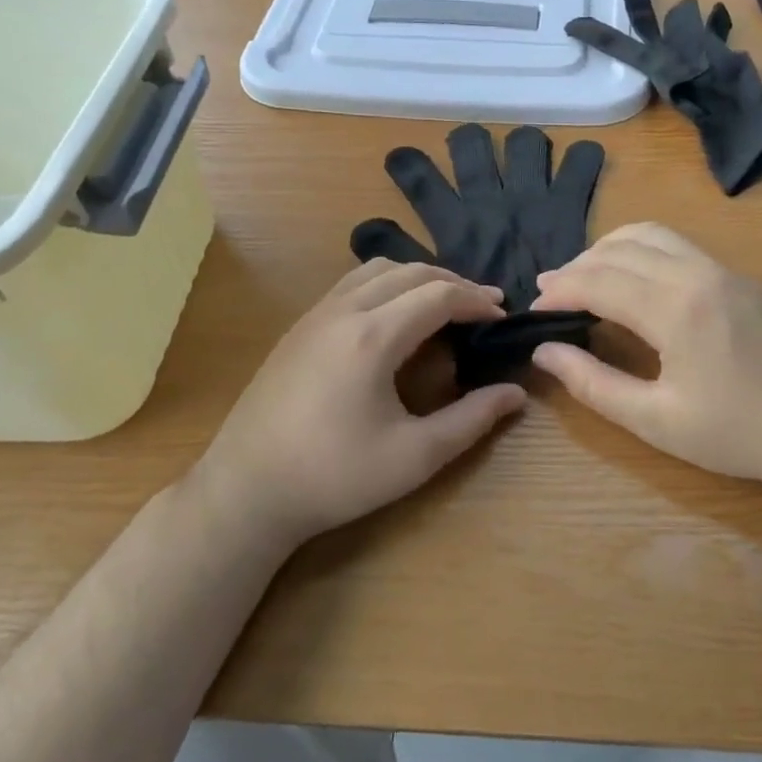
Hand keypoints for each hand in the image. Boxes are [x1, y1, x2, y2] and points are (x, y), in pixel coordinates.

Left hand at [201, 261, 527, 547]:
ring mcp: (315, 315)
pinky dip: (386, 285)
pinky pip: (351, 285)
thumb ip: (471, 420)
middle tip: (484, 307)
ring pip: (376, 271)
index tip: (503, 317)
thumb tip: (515, 394)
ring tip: (443, 304)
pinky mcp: (298, 328)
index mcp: (373, 337)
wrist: (246, 490)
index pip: (438, 295)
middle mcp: (343, 311)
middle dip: (454, 283)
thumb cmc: (335, 477)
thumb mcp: (414, 456)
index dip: (477, 301)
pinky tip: (394, 317)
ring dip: (418, 278)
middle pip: (410, 272)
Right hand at [529, 223, 761, 496]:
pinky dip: (643, 250)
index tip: (535, 310)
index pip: (598, 281)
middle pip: (620, 249)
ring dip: (610, 248)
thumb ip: (594, 385)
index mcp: (675, 309)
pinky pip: (681, 245)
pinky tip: (638, 279)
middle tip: (550, 293)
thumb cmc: (741, 435)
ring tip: (587, 274)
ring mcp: (726, 270)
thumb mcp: (658, 422)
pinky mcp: (744, 278)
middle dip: (577, 267)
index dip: (559, 291)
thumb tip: (544, 353)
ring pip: (653, 234)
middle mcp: (698, 274)